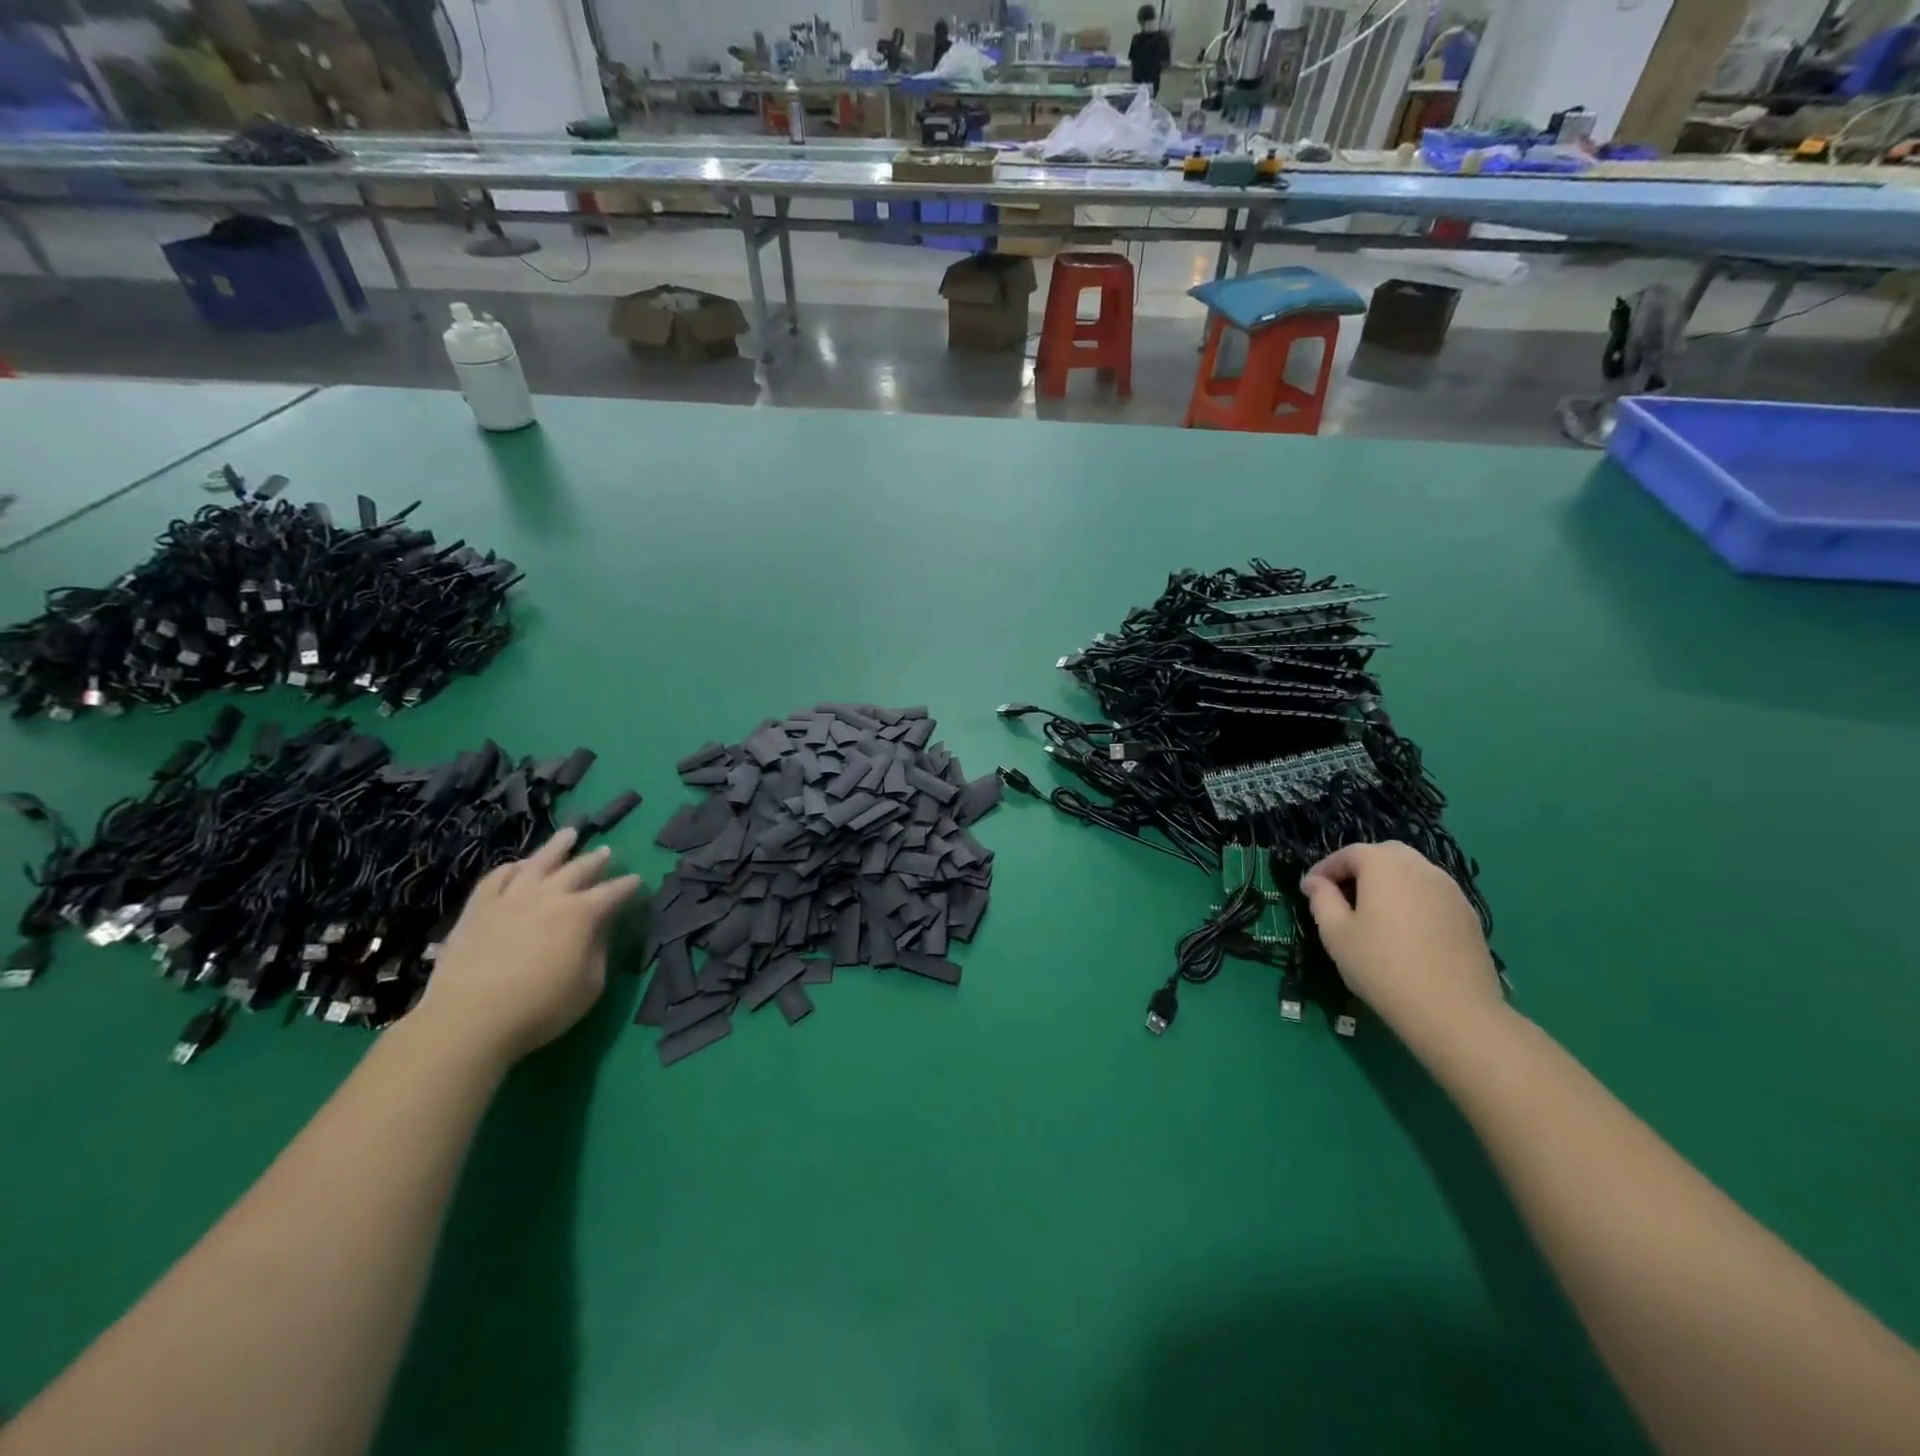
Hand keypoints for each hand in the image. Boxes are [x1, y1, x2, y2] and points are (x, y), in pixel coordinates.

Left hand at [412, 828, 641, 1064]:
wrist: (468, 1020)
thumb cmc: (541, 1008)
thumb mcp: (590, 985)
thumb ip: (599, 950)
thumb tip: (601, 927)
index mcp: (582, 914)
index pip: (613, 892)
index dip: (628, 885)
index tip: (637, 880)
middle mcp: (550, 896)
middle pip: (579, 868)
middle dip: (597, 860)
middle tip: (608, 851)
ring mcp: (511, 898)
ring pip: (539, 861)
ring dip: (558, 846)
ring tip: (569, 833)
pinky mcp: (478, 908)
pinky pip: (497, 877)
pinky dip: (512, 868)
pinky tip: (518, 865)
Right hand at [1300, 841, 1503, 1046]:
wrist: (1453, 1010)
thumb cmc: (1381, 966)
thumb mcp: (1335, 932)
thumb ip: (1321, 899)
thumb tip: (1314, 882)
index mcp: (1384, 865)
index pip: (1349, 853)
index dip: (1325, 868)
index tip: (1310, 889)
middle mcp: (1420, 867)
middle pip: (1385, 854)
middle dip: (1360, 868)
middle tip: (1343, 895)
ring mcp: (1451, 890)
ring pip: (1413, 872)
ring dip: (1389, 882)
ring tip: (1374, 912)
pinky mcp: (1469, 915)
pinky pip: (1432, 894)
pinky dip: (1413, 900)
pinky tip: (1405, 930)